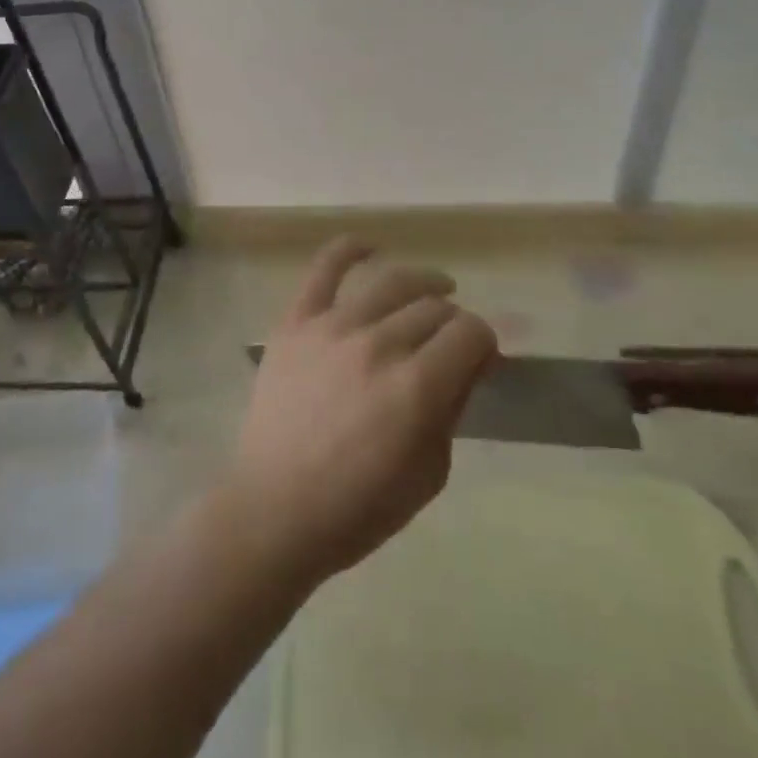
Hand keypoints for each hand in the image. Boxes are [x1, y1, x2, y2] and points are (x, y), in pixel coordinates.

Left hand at [218, 238, 497, 590]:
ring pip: (391, 282)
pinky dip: (348, 249)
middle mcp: (378, 345)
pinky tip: (369, 247)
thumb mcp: (429, 474)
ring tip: (434, 288)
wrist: (274, 511)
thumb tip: (466, 364)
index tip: (479, 358)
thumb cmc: (358, 508)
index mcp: (416, 387)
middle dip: (453, 322)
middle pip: (433, 308)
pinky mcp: (296, 323)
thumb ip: (452, 409)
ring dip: (422, 282)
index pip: (470, 333)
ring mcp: (332, 327)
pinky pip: (323, 270)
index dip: (483, 342)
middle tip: (448, 343)